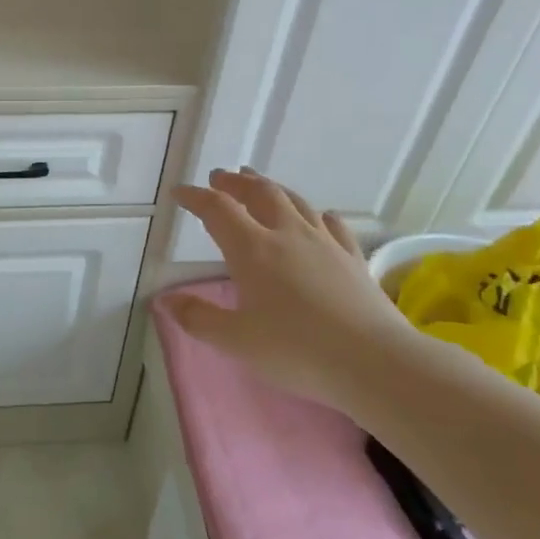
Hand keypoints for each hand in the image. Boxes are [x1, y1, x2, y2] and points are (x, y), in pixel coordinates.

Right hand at [169, 169, 411, 405]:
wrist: (373, 361)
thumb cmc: (296, 351)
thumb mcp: (236, 341)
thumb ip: (198, 318)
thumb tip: (166, 300)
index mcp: (253, 250)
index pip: (218, 210)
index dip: (196, 197)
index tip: (180, 193)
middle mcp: (287, 235)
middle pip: (259, 194)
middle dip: (236, 183)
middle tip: (221, 177)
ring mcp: (325, 243)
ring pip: (295, 201)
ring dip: (271, 188)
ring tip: (259, 183)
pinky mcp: (353, 257)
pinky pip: (332, 224)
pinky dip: (317, 214)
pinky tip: (319, 216)